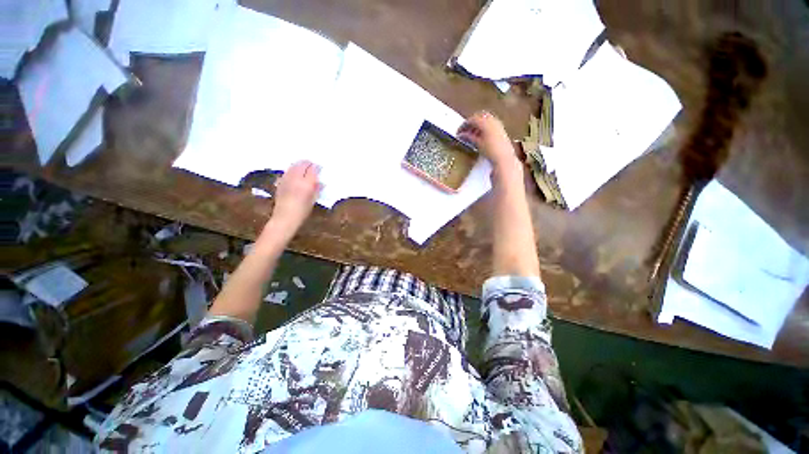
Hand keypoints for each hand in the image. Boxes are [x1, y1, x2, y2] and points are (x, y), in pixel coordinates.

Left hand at [270, 161, 320, 233]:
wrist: (285, 217)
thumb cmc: (302, 211)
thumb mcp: (313, 200)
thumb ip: (317, 189)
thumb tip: (320, 182)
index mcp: (306, 184)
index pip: (313, 170)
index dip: (317, 167)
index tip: (320, 167)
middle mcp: (296, 179)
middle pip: (302, 165)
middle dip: (308, 163)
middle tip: (312, 165)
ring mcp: (286, 179)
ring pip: (293, 166)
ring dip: (299, 165)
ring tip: (304, 167)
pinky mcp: (280, 182)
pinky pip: (288, 171)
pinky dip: (293, 169)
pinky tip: (295, 173)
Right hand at [457, 111, 518, 168]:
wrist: (504, 157)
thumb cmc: (489, 150)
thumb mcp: (478, 143)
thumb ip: (469, 137)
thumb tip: (461, 135)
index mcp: (485, 122)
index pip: (472, 119)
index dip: (464, 125)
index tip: (458, 132)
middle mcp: (492, 120)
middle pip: (479, 117)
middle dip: (471, 123)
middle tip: (464, 131)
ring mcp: (497, 123)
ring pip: (485, 119)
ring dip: (477, 125)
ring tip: (471, 134)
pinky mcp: (501, 128)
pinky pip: (490, 123)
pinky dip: (483, 127)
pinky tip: (480, 136)